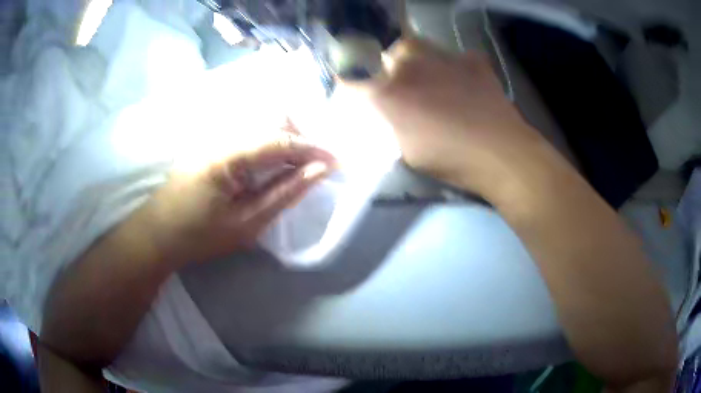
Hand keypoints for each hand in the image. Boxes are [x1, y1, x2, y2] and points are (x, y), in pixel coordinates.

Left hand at [144, 130, 336, 265]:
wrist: (157, 235)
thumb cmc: (199, 236)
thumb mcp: (246, 223)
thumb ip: (284, 193)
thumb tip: (319, 170)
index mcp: (228, 155)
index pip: (280, 140)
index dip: (312, 148)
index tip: (337, 160)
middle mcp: (221, 135)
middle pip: (271, 121)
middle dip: (301, 137)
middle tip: (317, 163)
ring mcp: (213, 136)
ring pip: (260, 124)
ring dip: (285, 140)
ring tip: (299, 165)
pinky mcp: (210, 144)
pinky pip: (247, 134)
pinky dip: (268, 145)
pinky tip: (273, 164)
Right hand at [359, 39, 546, 192]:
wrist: (502, 153)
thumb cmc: (451, 159)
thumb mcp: (408, 151)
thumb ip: (392, 124)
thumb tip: (389, 111)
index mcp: (390, 92)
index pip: (354, 78)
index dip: (352, 83)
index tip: (358, 91)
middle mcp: (411, 66)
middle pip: (385, 53)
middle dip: (386, 66)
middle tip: (397, 84)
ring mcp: (443, 57)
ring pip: (415, 45)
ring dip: (415, 59)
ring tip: (428, 78)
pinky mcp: (471, 59)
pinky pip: (452, 55)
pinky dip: (451, 66)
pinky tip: (461, 82)